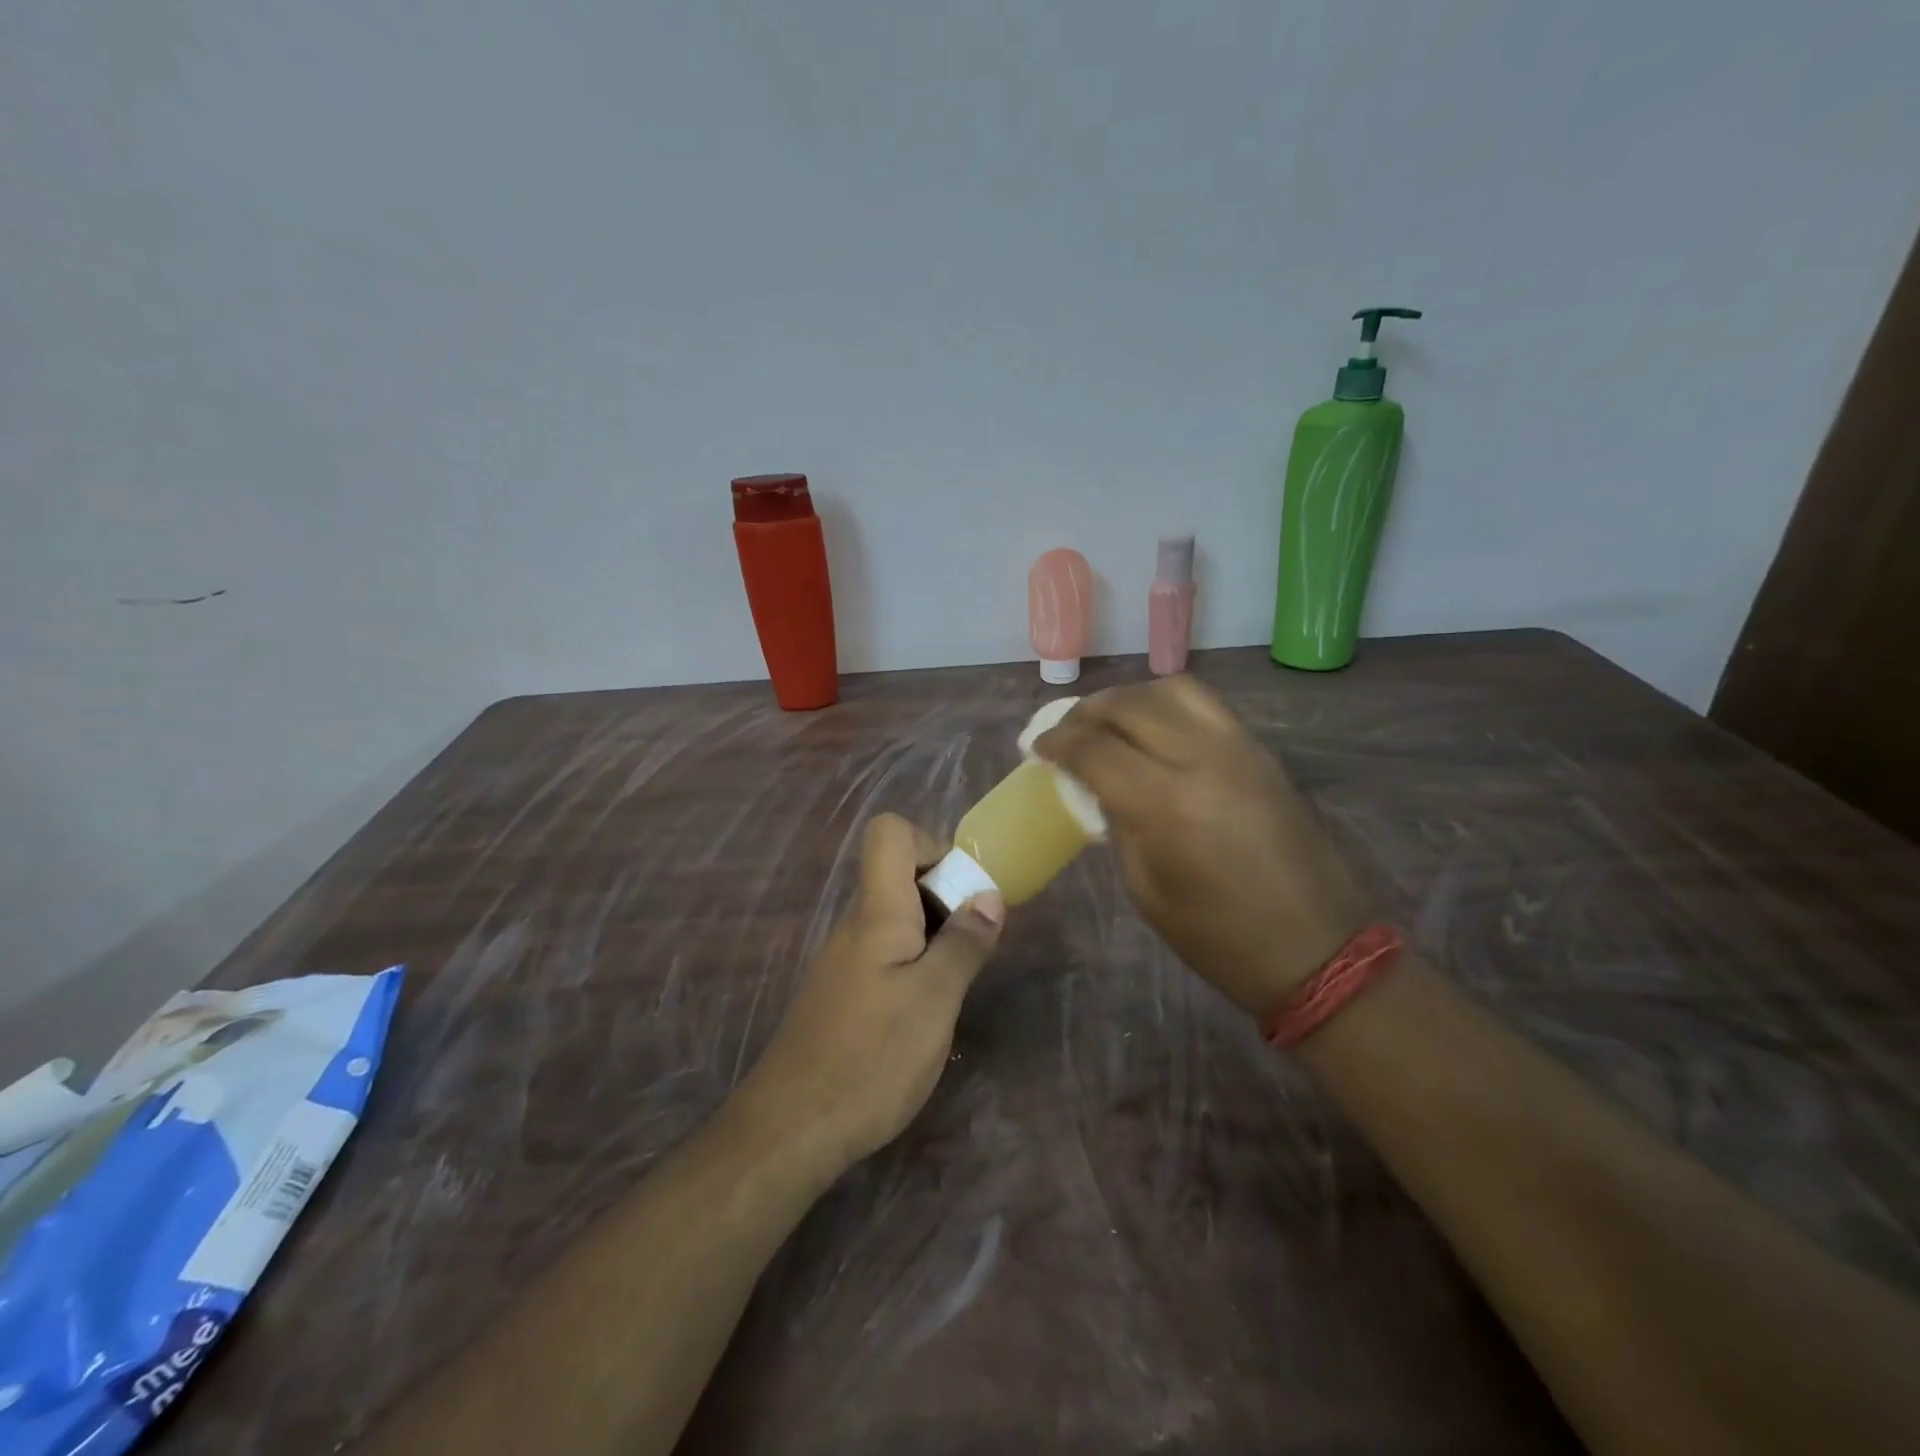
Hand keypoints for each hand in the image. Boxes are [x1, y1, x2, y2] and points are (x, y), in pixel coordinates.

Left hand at [740, 813, 1004, 1169]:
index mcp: (877, 911)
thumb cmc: (872, 1056)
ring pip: (894, 919)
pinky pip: (883, 955)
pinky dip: (912, 966)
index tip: (961, 890)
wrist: (791, 1129)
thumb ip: (963, 943)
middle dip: (944, 897)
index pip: (889, 833)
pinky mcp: (840, 993)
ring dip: (933, 937)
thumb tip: (988, 895)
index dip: (930, 844)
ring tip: (954, 986)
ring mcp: (843, 960)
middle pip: (898, 875)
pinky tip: (923, 1016)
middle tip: (972, 946)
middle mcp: (855, 924)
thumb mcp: (935, 999)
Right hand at [1034, 675, 1370, 1017]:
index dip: (1057, 742)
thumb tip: (1100, 787)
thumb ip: (1119, 825)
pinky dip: (1168, 705)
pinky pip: (1206, 705)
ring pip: (1173, 690)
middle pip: (1130, 704)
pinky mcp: (1262, 752)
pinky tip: (1155, 730)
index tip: (1037, 748)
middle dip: (1086, 712)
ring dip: (1130, 698)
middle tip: (1066, 732)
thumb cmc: (1220, 938)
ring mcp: (1239, 749)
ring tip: (1110, 722)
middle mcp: (1203, 759)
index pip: (1095, 748)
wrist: (1319, 949)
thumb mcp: (1146, 889)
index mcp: (1166, 804)